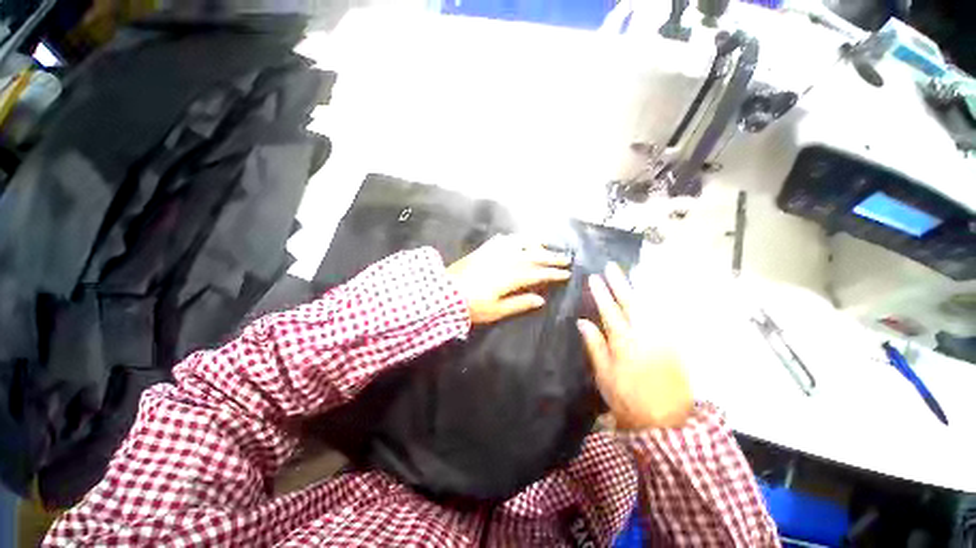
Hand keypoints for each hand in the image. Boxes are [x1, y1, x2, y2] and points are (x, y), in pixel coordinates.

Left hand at [447, 234, 570, 324]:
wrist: (444, 294)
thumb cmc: (471, 306)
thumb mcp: (496, 310)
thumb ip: (519, 303)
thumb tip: (540, 299)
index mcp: (510, 277)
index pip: (537, 273)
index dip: (553, 273)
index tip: (566, 273)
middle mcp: (505, 260)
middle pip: (532, 256)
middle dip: (550, 256)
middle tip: (565, 257)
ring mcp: (493, 253)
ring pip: (518, 243)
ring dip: (534, 243)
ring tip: (545, 245)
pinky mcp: (482, 250)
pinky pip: (500, 240)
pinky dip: (511, 239)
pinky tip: (516, 239)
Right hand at [577, 263, 692, 429]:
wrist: (666, 421)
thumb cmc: (627, 399)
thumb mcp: (604, 374)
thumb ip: (594, 344)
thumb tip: (583, 321)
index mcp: (623, 342)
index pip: (609, 310)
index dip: (601, 293)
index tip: (594, 278)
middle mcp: (644, 335)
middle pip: (630, 302)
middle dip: (619, 283)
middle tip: (611, 267)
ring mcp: (662, 338)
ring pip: (648, 306)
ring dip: (636, 289)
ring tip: (628, 275)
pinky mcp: (673, 344)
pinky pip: (661, 317)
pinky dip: (652, 303)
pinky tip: (647, 297)